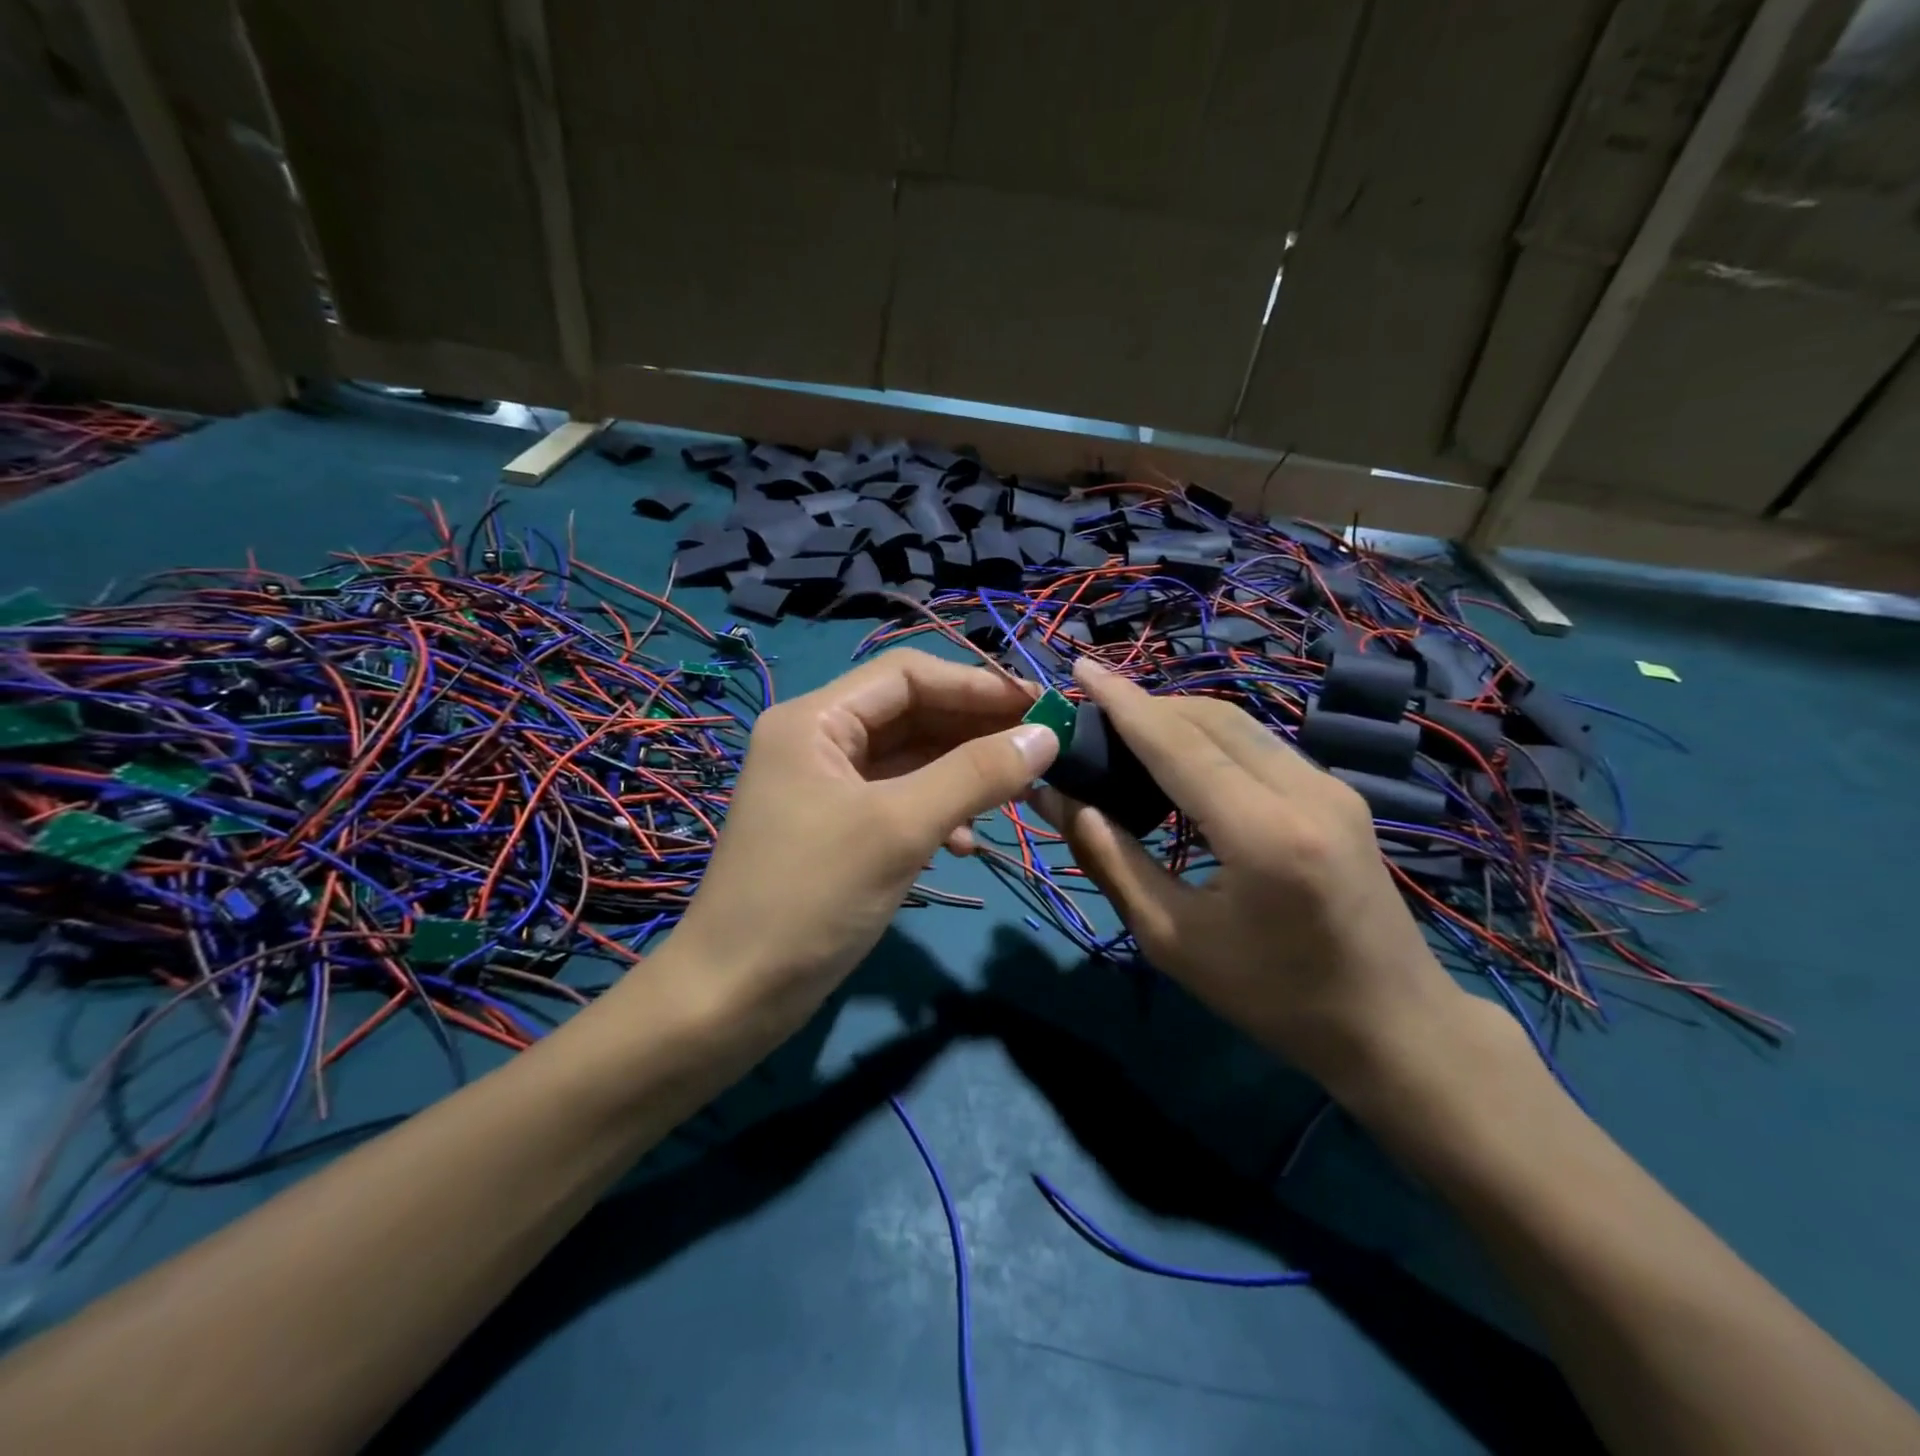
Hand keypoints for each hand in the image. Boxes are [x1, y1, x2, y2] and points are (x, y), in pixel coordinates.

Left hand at [667, 649, 1056, 1029]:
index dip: (976, 685)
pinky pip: (898, 801)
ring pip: (910, 760)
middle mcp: (817, 741)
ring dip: (962, 773)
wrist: (733, 997)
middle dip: (975, 730)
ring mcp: (826, 787)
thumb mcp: (899, 829)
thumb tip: (1047, 735)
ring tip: (1018, 794)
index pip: (907, 675)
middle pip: (911, 714)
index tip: (1039, 707)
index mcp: (815, 720)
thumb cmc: (810, 899)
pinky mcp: (837, 829)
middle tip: (1039, 750)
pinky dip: (936, 812)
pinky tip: (964, 843)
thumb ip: (975, 775)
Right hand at [1031, 659, 1463, 1094]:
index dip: (1124, 703)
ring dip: (1178, 717)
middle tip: (1092, 716)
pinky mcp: (1339, 793)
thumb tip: (1058, 799)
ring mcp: (1331, 786)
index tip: (1080, 666)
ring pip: (1239, 723)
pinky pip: (1261, 744)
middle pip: (1211, 719)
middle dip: (1147, 706)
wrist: (1395, 1025)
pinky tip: (1180, 760)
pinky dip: (1211, 738)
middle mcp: (1306, 791)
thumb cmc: (1274, 998)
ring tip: (1125, 733)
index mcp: (1264, 834)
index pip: (1179, 745)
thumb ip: (1111, 860)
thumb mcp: (1172, 940)